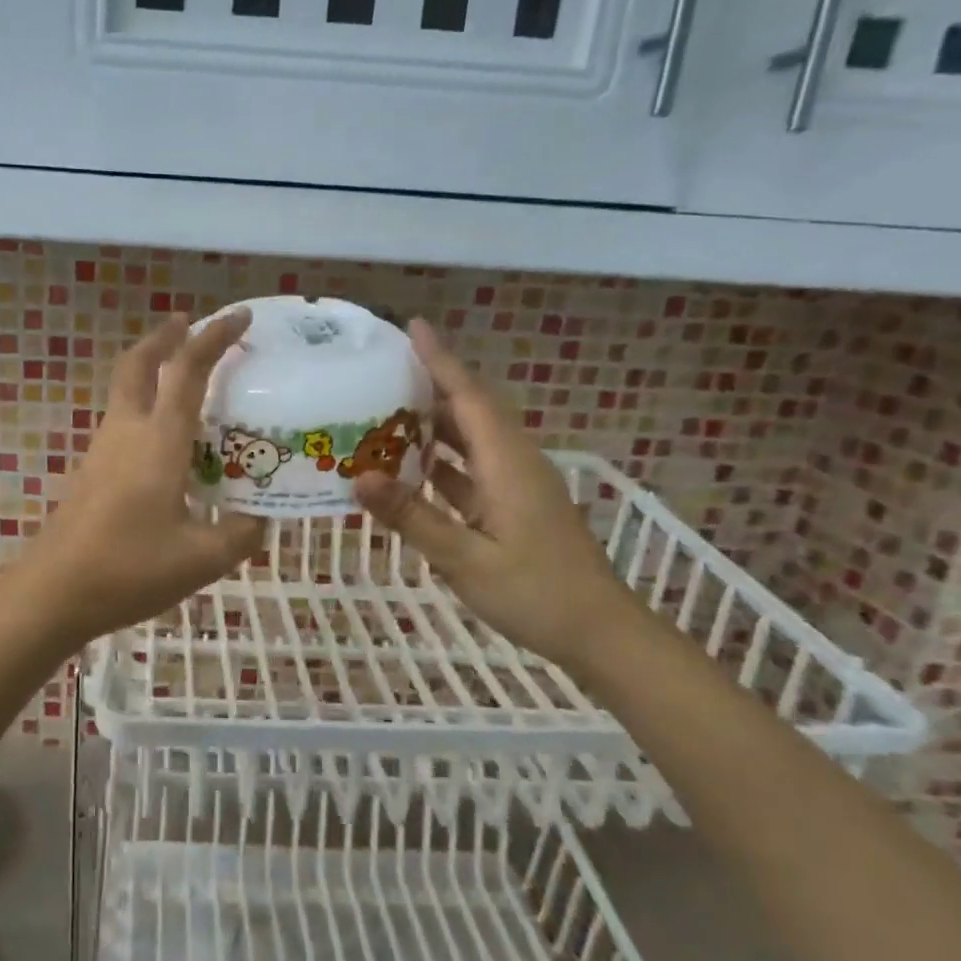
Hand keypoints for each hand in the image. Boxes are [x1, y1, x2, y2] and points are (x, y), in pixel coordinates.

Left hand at [10, 311, 264, 645]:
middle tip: (188, 325)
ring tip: (183, 379)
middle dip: (164, 337)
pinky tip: (162, 441)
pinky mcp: (90, 472)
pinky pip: (121, 422)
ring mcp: (102, 451)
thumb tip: (259, 520)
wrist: (54, 592)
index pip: (189, 371)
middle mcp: (127, 432)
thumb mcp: (202, 559)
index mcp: (159, 440)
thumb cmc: (130, 568)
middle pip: (139, 364)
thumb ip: (240, 535)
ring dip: (151, 371)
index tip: (238, 317)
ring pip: (125, 391)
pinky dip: (143, 408)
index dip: (214, 338)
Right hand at [352, 320, 644, 668]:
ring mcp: (517, 485)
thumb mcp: (465, 559)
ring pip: (471, 440)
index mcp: (507, 463)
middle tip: (382, 370)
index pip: (468, 397)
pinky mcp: (515, 506)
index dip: (440, 360)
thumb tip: (360, 477)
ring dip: (432, 424)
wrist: (600, 634)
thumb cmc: (535, 594)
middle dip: (430, 384)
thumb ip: (412, 516)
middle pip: (469, 410)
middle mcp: (514, 462)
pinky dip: (442, 461)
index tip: (412, 326)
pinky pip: (472, 469)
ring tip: (384, 412)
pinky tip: (410, 469)